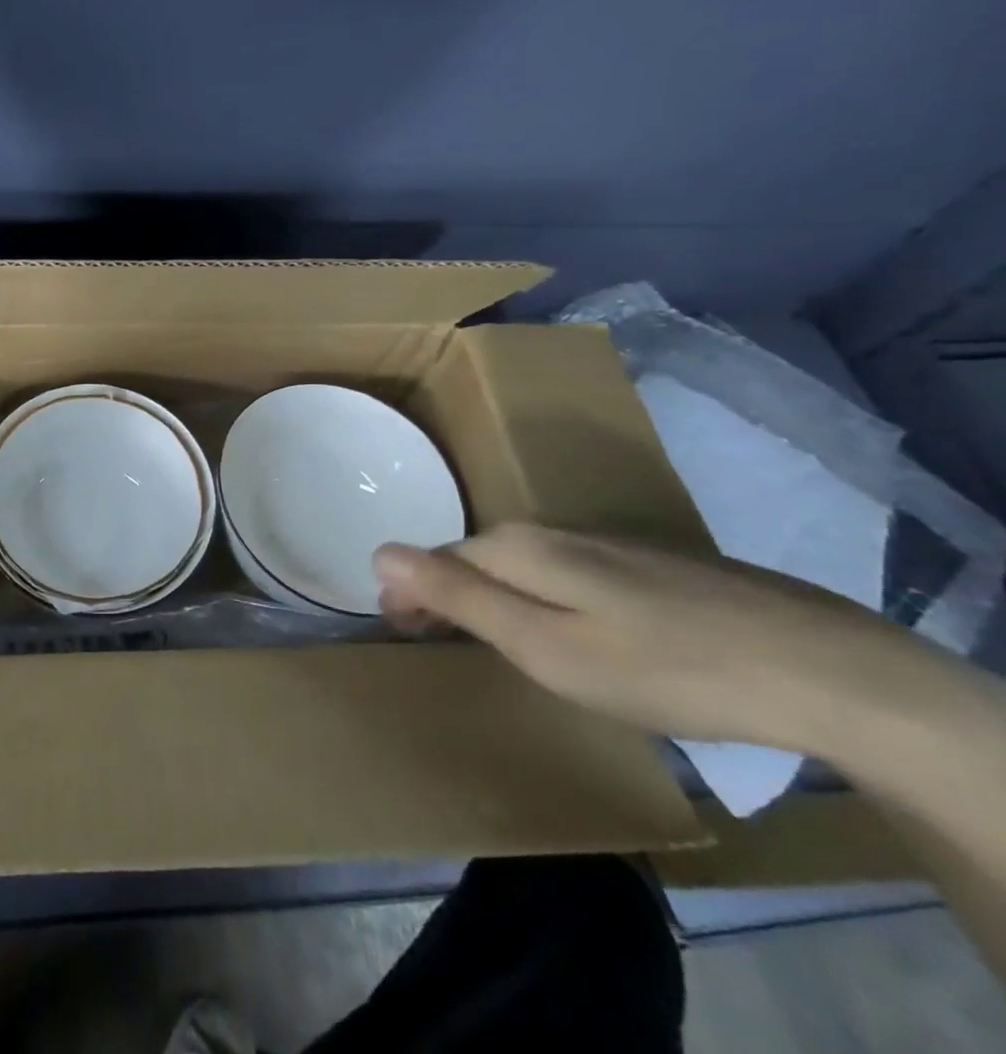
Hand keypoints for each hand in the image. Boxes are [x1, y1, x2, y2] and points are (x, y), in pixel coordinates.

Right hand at [373, 524, 927, 755]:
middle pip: (472, 557)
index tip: (400, 633)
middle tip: (436, 640)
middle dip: (443, 593)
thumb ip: (458, 597)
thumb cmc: (662, 667)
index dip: (409, 595)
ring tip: (491, 639)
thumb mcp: (544, 645)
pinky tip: (565, 630)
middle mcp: (550, 532)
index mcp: (516, 547)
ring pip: (517, 565)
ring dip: (490, 595)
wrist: (822, 670)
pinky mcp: (644, 564)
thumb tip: (379, 551)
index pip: (433, 559)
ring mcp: (602, 544)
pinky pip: (561, 574)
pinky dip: (538, 598)